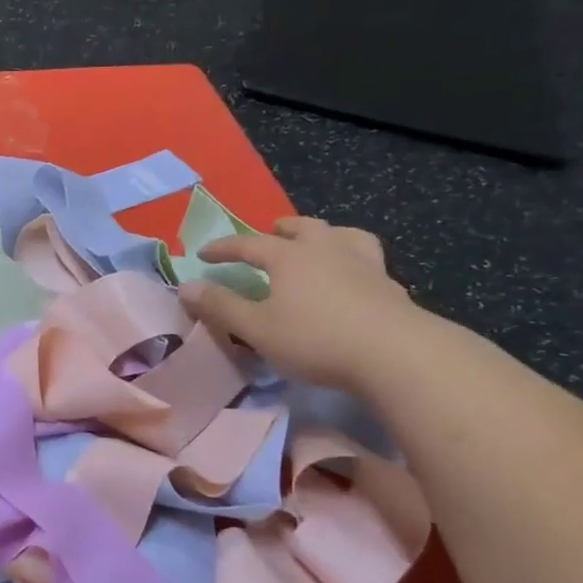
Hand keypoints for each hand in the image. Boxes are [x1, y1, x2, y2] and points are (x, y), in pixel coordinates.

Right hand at [178, 216, 425, 393]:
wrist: (398, 355)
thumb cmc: (316, 339)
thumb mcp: (257, 329)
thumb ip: (220, 307)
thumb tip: (185, 287)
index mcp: (289, 257)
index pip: (248, 244)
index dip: (223, 248)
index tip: (203, 254)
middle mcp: (326, 250)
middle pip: (302, 228)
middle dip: (281, 229)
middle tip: (271, 233)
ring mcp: (364, 265)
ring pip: (343, 236)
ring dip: (325, 235)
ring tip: (320, 244)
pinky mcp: (391, 286)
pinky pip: (369, 262)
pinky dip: (355, 262)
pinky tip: (355, 279)